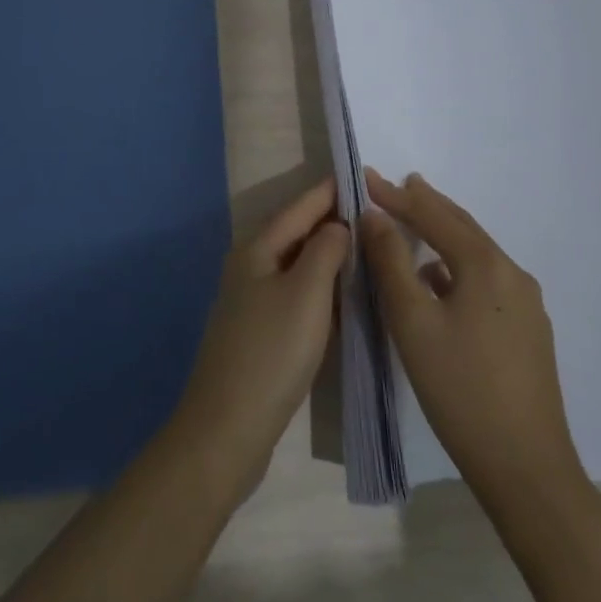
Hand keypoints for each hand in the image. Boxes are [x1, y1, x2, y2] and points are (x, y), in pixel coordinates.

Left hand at [167, 179, 347, 507]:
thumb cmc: (272, 351)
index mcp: (256, 250)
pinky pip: (294, 293)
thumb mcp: (307, 294)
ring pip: (295, 264)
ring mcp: (250, 301)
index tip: (360, 175)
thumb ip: (324, 250)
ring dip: (326, 254)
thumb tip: (336, 225)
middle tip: (372, 211)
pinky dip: (319, 285)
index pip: (299, 208)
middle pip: (294, 233)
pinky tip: (341, 294)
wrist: (228, 426)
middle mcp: (249, 267)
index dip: (328, 192)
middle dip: (329, 220)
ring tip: (364, 246)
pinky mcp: (258, 332)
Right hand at [360, 169, 581, 511]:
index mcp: (486, 266)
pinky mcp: (528, 330)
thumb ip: (391, 262)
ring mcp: (526, 304)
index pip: (434, 216)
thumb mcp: (412, 321)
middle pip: (462, 227)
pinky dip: (457, 264)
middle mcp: (513, 274)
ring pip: (476, 253)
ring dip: (443, 233)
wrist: (526, 467)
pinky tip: (440, 279)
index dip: (397, 196)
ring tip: (415, 222)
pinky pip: (486, 279)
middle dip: (427, 204)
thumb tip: (375, 216)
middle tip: (397, 185)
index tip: (366, 177)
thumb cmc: (460, 389)